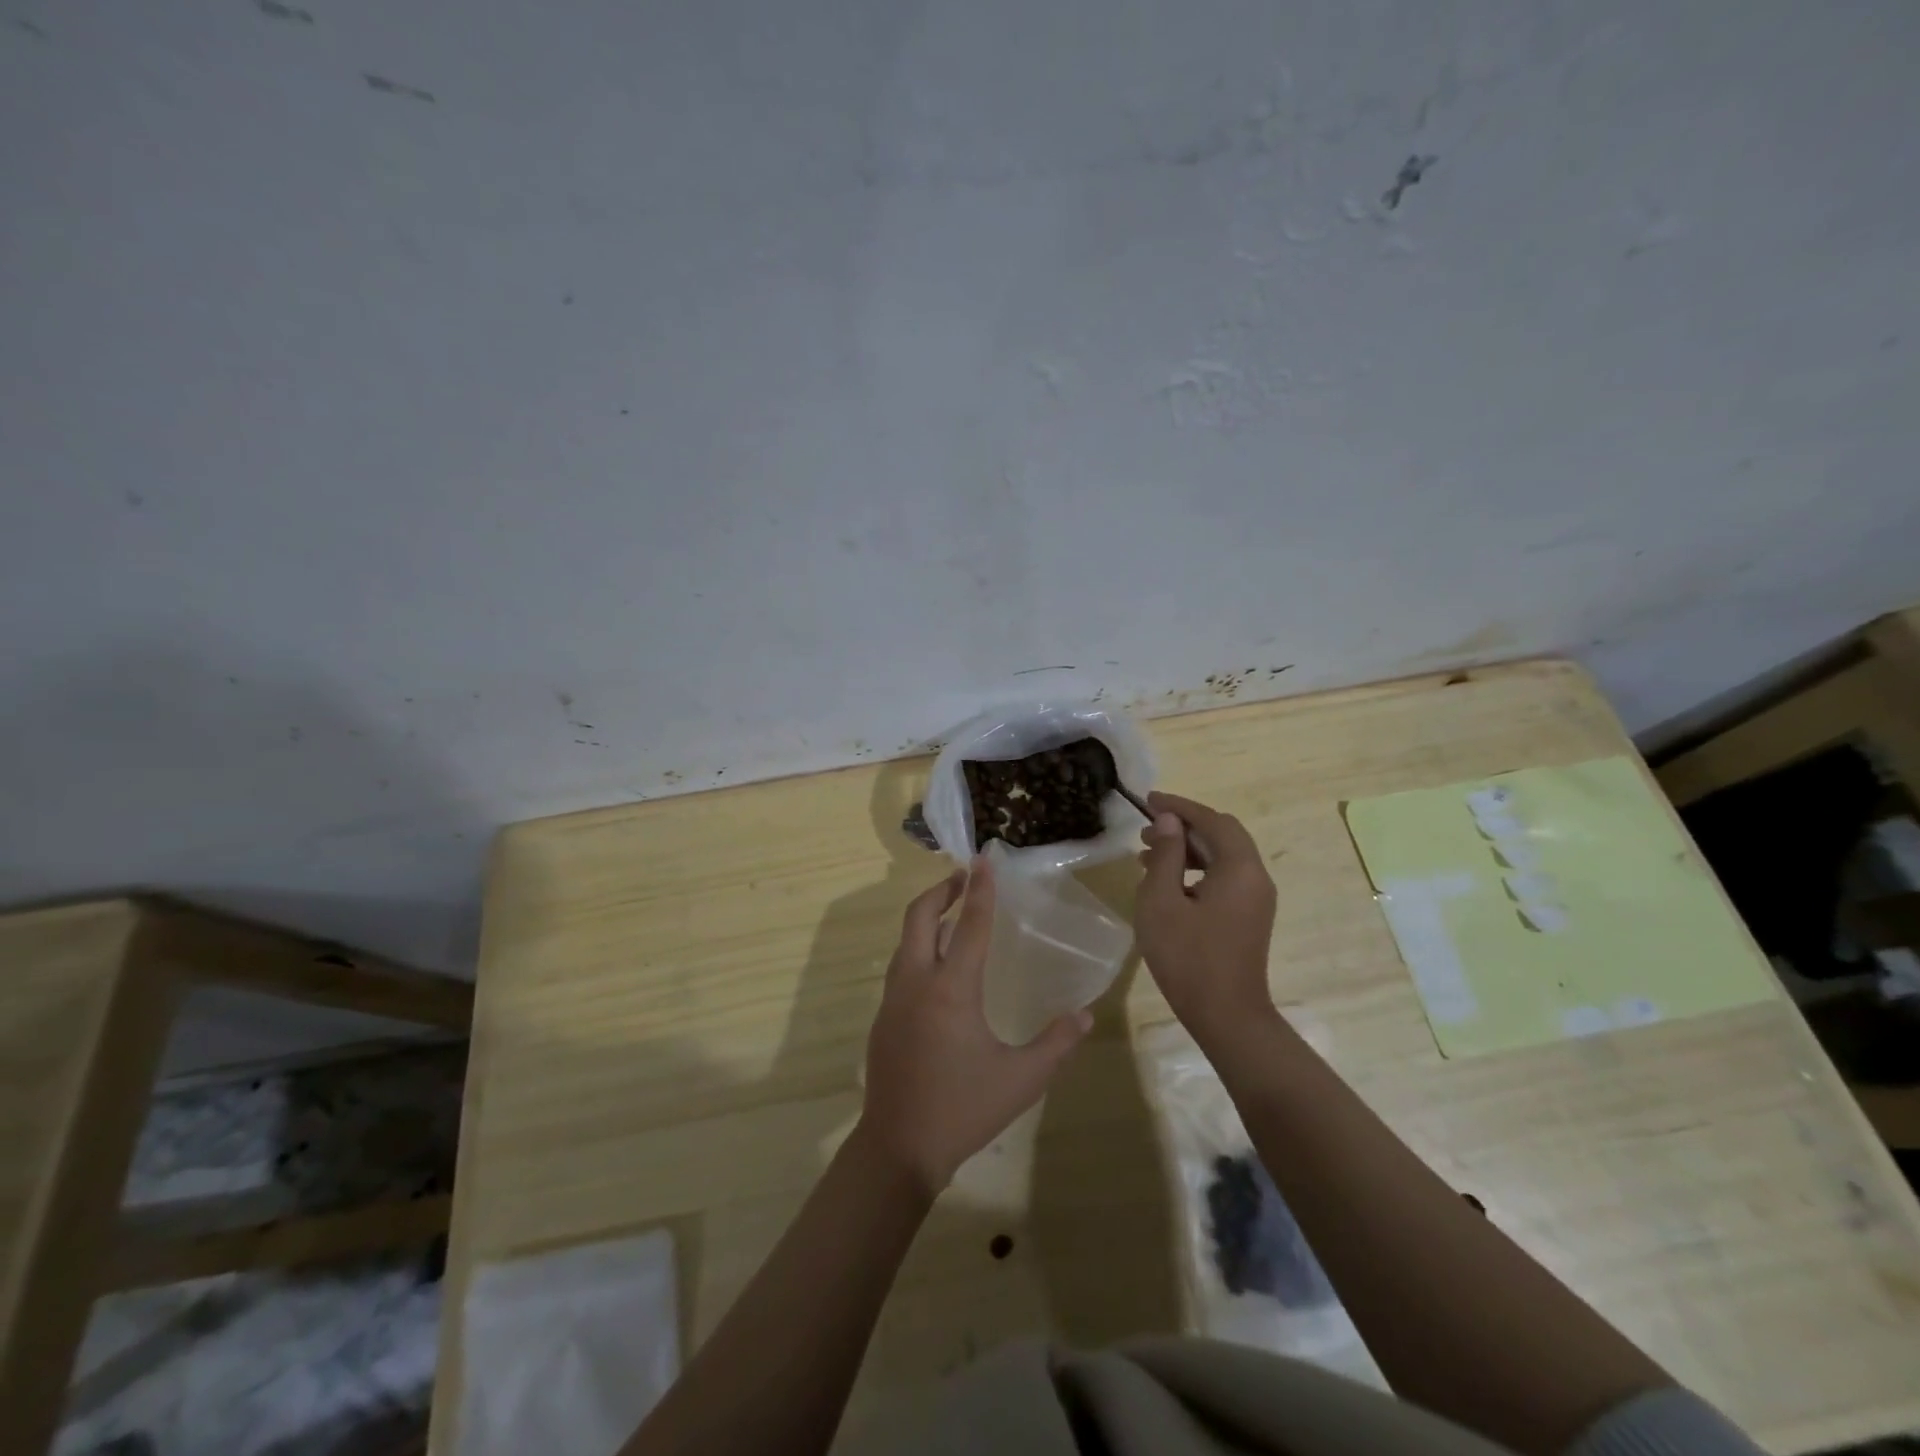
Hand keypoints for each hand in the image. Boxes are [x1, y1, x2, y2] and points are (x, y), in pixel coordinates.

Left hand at [855, 856, 1091, 1195]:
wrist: (899, 1146)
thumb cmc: (963, 1109)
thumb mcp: (1021, 1080)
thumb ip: (1056, 1044)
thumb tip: (1084, 1015)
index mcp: (951, 990)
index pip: (969, 926)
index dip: (979, 890)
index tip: (983, 859)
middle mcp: (917, 983)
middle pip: (919, 918)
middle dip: (940, 891)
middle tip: (963, 877)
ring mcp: (893, 999)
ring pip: (905, 941)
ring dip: (927, 918)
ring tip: (952, 913)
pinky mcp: (883, 1017)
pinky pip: (900, 967)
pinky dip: (918, 948)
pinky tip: (937, 965)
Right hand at [1135, 791, 1279, 1048]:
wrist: (1226, 1016)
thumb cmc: (1188, 957)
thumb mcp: (1162, 901)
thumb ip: (1166, 855)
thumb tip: (1170, 821)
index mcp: (1239, 868)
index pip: (1211, 820)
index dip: (1179, 806)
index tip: (1149, 800)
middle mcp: (1255, 877)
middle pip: (1221, 835)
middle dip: (1183, 826)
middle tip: (1147, 829)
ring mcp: (1256, 899)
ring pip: (1222, 857)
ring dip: (1188, 848)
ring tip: (1148, 854)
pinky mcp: (1249, 916)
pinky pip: (1224, 877)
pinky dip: (1196, 869)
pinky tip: (1167, 882)